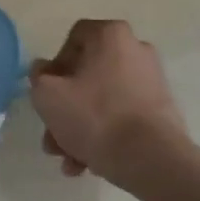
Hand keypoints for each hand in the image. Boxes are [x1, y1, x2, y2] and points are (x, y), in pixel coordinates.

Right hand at [29, 19, 199, 192]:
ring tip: (68, 159)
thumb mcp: (48, 95)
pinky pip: (122, 117)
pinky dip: (104, 135)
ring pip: (103, 101)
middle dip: (65, 108)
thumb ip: (38, 77)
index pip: (74, 38)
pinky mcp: (161, 112)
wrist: (151, 159)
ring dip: (80, 128)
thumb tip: (44, 72)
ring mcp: (152, 82)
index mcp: (111, 35)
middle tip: (52, 134)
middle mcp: (136, 50)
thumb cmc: (94, 116)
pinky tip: (87, 164)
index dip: (55, 65)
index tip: (47, 91)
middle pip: (87, 76)